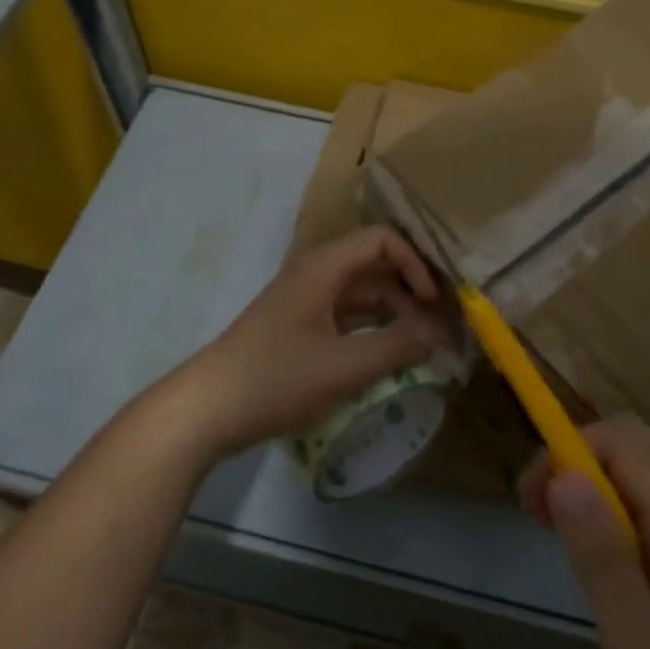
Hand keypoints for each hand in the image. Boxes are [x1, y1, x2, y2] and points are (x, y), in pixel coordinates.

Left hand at [164, 226, 451, 460]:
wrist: (207, 409)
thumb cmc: (276, 378)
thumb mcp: (344, 366)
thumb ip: (398, 346)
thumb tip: (440, 331)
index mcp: (324, 267)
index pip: (382, 240)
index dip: (414, 264)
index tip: (434, 301)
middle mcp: (316, 275)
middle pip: (375, 269)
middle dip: (411, 294)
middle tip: (442, 329)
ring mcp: (305, 302)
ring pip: (362, 297)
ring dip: (394, 316)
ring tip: (424, 348)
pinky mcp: (299, 329)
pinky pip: (346, 319)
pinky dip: (372, 333)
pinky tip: (390, 360)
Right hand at [520, 416, 649, 648]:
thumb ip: (602, 559)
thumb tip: (563, 476)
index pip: (623, 439)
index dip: (569, 450)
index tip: (532, 499)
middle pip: (633, 448)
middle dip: (575, 463)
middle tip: (538, 515)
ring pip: (641, 478)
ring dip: (591, 490)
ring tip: (558, 538)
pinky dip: (613, 518)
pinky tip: (600, 570)